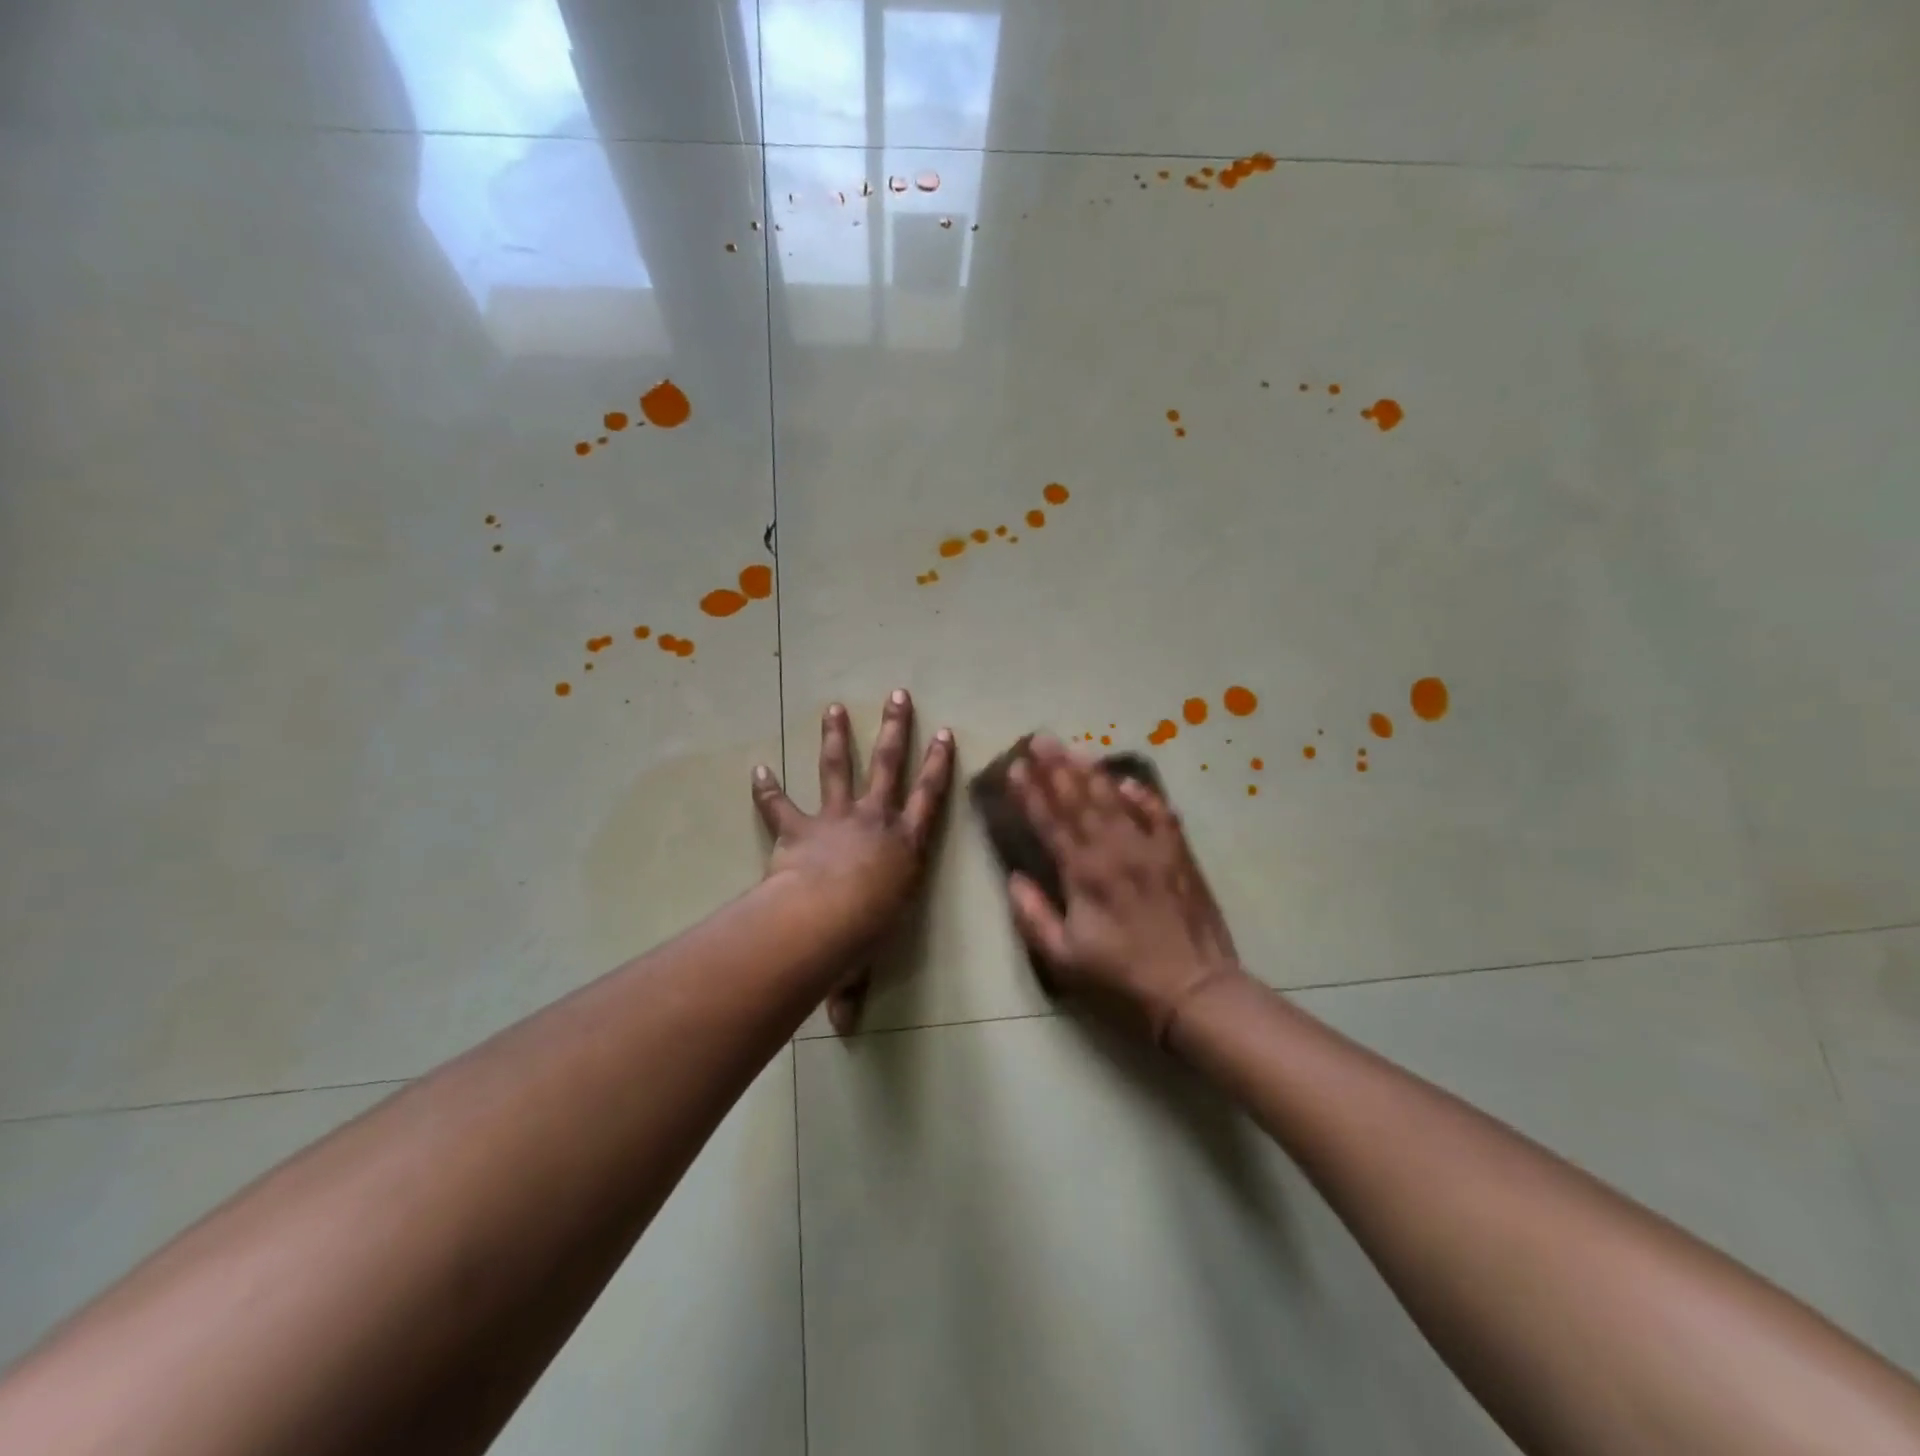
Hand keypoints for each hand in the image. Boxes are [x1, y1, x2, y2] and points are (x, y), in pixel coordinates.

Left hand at [752, 692, 953, 1032]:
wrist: (824, 919)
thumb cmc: (862, 937)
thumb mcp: (864, 960)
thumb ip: (850, 988)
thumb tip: (842, 1029)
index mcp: (905, 846)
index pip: (930, 798)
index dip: (939, 765)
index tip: (945, 732)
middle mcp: (875, 822)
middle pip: (888, 766)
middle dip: (895, 730)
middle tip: (898, 696)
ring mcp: (836, 819)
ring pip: (839, 768)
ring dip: (836, 737)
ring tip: (833, 708)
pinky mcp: (798, 827)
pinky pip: (780, 804)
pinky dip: (767, 788)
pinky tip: (756, 768)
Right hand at [1006, 737, 1245, 1044]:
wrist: (1194, 988)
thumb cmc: (1122, 976)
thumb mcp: (1064, 958)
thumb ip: (1033, 916)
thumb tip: (1015, 879)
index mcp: (1083, 873)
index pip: (1049, 822)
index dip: (1030, 793)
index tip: (1016, 766)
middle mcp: (1113, 850)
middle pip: (1080, 800)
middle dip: (1057, 767)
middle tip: (1041, 739)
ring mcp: (1149, 848)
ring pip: (1115, 799)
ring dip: (1092, 772)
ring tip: (1075, 748)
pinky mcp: (1178, 854)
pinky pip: (1159, 814)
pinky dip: (1143, 795)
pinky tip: (1129, 781)